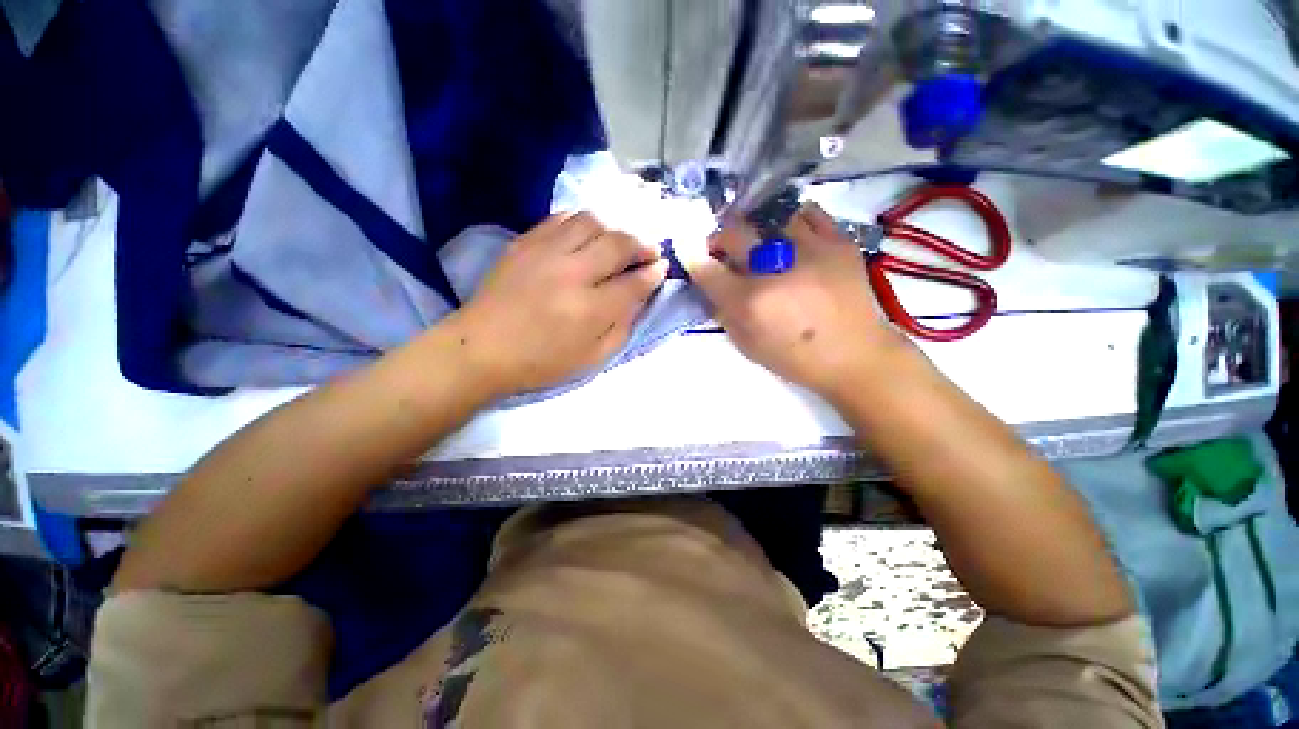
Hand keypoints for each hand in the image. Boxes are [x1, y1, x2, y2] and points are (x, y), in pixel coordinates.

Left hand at [448, 213, 667, 396]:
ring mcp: (546, 252)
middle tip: (649, 251)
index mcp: (590, 310)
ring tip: (618, 242)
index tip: (662, 268)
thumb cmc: (541, 362)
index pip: (634, 282)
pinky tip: (587, 234)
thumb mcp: (592, 359)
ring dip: (614, 228)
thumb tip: (640, 297)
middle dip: (642, 244)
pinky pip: (562, 218)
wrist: (481, 349)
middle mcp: (572, 273)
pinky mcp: (525, 242)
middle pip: (619, 243)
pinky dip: (582, 222)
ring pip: (592, 221)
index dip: (654, 273)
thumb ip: (622, 327)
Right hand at [682, 203, 906, 399]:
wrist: (855, 356)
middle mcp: (774, 270)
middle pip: (733, 233)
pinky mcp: (838, 242)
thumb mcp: (747, 345)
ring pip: (769, 216)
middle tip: (723, 247)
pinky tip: (791, 234)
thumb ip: (723, 313)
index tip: (691, 254)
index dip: (693, 258)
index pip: (706, 269)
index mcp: (750, 302)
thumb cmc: (795, 358)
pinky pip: (808, 213)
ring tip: (761, 241)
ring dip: (756, 228)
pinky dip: (792, 220)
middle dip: (719, 238)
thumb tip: (711, 285)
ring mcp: (810, 250)